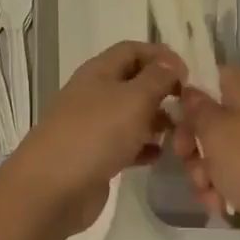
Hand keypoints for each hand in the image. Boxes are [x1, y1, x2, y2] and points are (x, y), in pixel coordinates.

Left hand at [0, 41, 186, 236]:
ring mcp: (92, 126)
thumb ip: (157, 78)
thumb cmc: (95, 134)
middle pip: (132, 82)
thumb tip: (171, 63)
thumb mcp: (134, 99)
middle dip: (161, 90)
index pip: (132, 50)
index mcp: (98, 72)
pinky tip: (159, 156)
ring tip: (180, 132)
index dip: (160, 56)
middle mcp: (93, 94)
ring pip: (130, 114)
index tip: (187, 74)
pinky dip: (143, 147)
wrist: (51, 189)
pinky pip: (124, 144)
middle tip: (188, 106)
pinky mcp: (94, 156)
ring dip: (155, 119)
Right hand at [172, 66, 239, 239]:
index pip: (214, 75)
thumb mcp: (217, 130)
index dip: (190, 88)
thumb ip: (196, 108)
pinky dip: (218, 192)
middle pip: (209, 118)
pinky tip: (218, 206)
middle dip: (191, 140)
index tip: (169, 108)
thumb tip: (189, 90)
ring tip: (207, 189)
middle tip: (184, 155)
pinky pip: (227, 181)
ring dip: (201, 172)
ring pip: (214, 154)